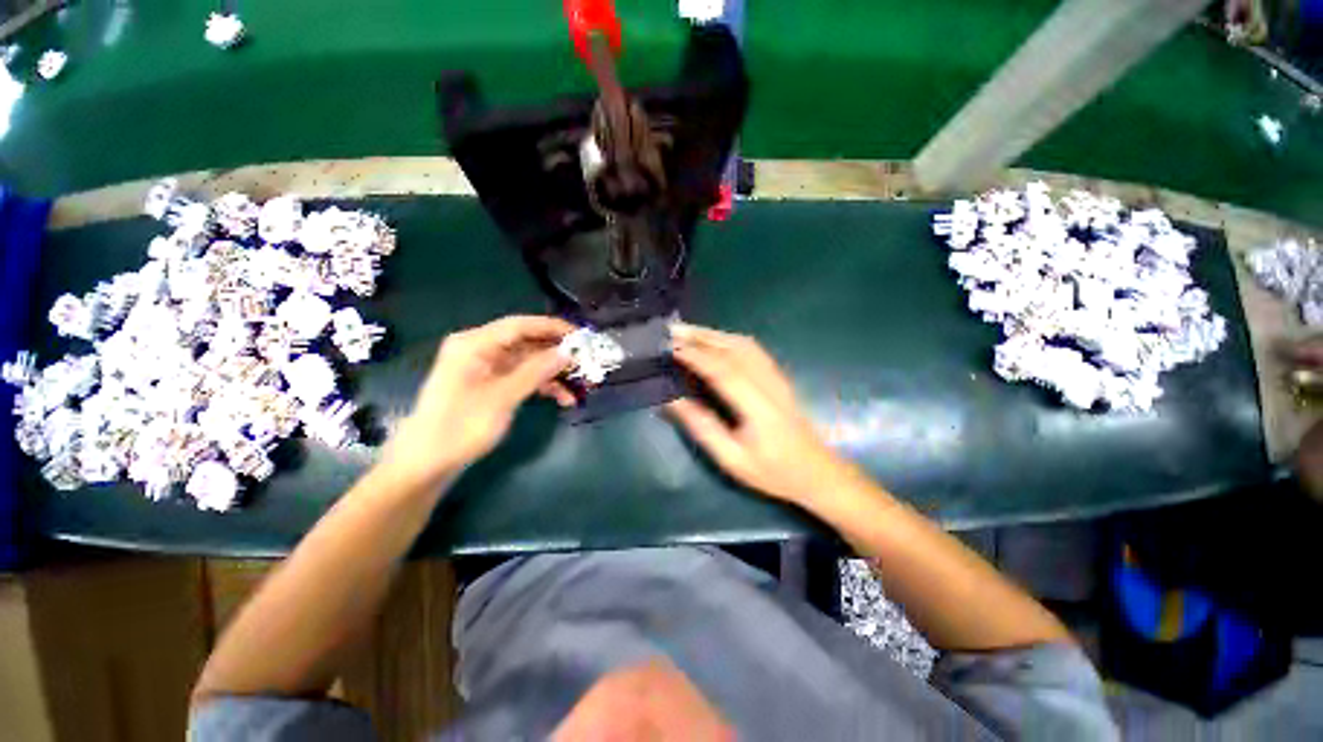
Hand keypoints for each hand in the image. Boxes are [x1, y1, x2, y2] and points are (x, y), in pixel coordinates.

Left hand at [384, 315, 574, 483]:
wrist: (427, 463)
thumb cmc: (461, 426)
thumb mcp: (503, 397)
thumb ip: (536, 371)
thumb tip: (567, 352)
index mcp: (475, 344)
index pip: (520, 325)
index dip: (553, 328)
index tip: (581, 336)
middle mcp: (480, 349)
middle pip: (526, 342)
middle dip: (556, 353)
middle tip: (585, 362)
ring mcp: (485, 368)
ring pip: (528, 362)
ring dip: (552, 373)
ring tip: (580, 385)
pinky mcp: (490, 385)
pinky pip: (522, 377)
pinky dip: (542, 386)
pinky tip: (563, 399)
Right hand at [667, 324, 858, 504]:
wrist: (817, 472)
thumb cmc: (773, 472)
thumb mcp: (732, 460)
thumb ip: (703, 428)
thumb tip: (672, 401)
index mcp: (758, 407)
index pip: (723, 371)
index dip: (696, 356)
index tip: (670, 348)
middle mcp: (769, 384)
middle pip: (733, 350)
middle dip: (700, 337)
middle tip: (671, 331)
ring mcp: (777, 377)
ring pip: (743, 344)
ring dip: (713, 334)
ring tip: (687, 331)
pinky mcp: (778, 377)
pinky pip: (752, 349)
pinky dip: (729, 339)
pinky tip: (715, 339)